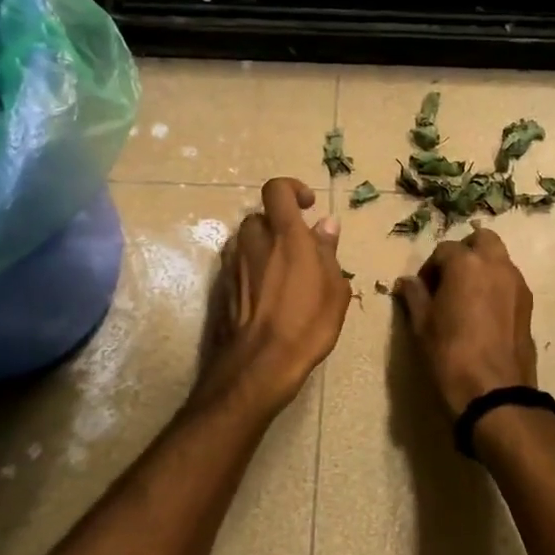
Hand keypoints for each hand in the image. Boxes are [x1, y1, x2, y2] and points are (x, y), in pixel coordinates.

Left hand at [195, 177, 350, 417]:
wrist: (259, 364)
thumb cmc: (307, 324)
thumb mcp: (334, 288)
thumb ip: (328, 251)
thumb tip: (326, 224)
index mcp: (285, 235)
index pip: (276, 190)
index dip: (291, 189)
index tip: (307, 206)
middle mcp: (253, 241)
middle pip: (261, 217)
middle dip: (278, 226)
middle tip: (299, 250)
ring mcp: (232, 263)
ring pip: (247, 241)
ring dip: (263, 248)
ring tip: (283, 274)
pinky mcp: (220, 286)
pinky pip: (238, 264)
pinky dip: (252, 269)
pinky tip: (267, 295)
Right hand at [393, 228, 536, 414]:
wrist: (495, 392)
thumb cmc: (450, 355)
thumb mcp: (422, 325)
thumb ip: (415, 296)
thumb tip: (406, 282)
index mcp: (466, 263)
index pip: (444, 250)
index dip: (430, 268)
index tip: (423, 290)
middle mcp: (496, 264)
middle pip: (481, 240)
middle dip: (464, 252)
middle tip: (449, 279)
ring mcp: (517, 283)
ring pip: (499, 259)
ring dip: (482, 267)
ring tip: (466, 297)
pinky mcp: (528, 303)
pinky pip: (509, 281)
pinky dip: (496, 285)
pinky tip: (483, 312)